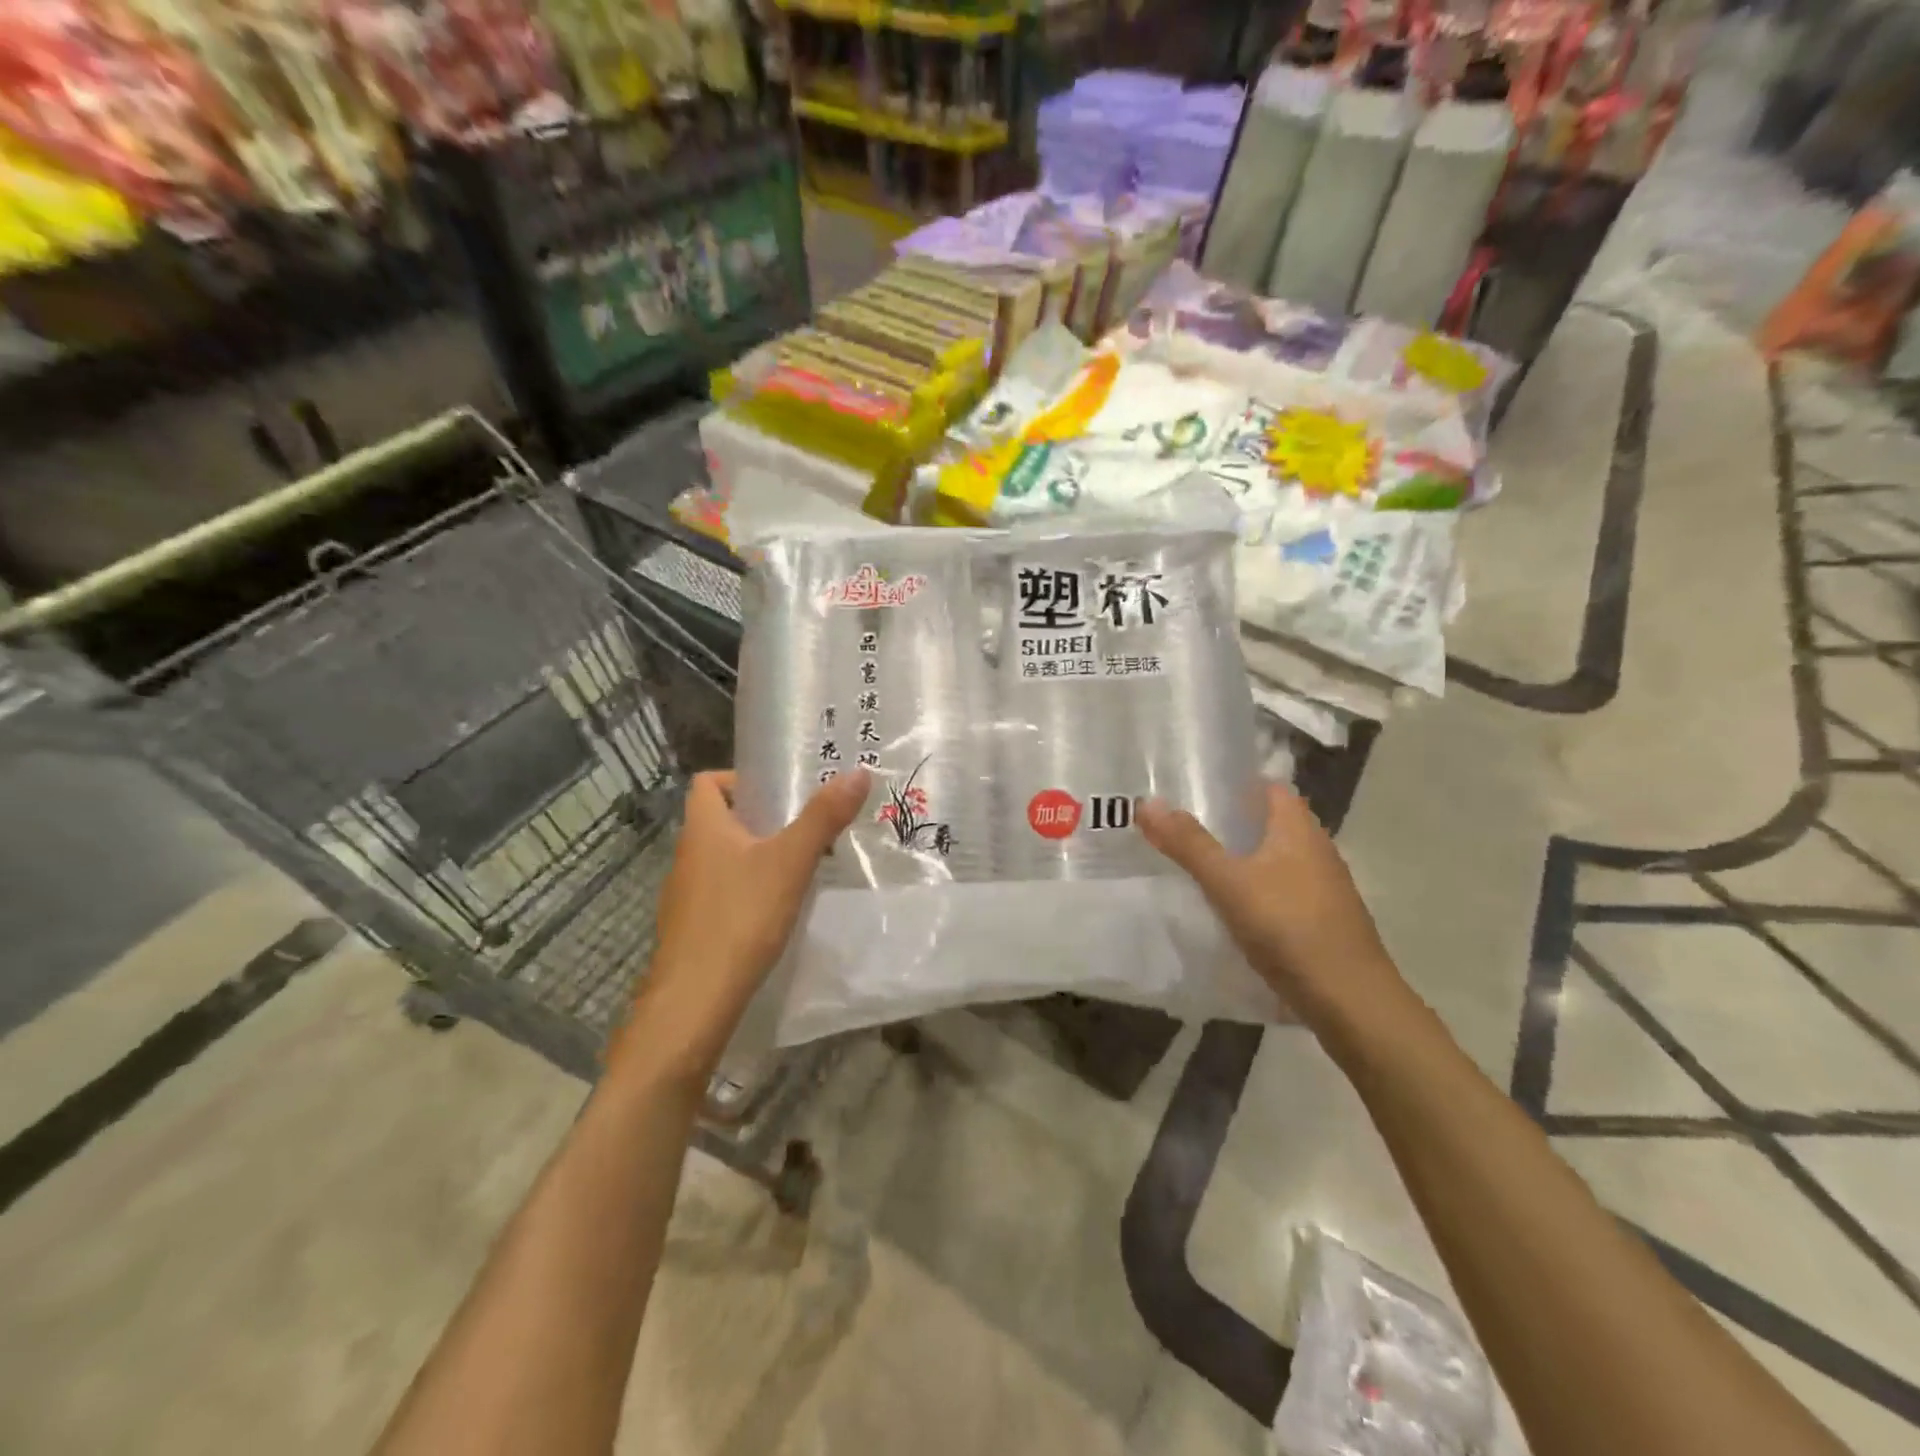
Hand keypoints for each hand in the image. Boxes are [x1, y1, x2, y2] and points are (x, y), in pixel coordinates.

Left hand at [610, 769, 868, 1083]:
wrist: (694, 1002)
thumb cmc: (740, 918)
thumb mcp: (790, 863)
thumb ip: (823, 818)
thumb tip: (858, 772)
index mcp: (703, 828)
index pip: (707, 782)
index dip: (741, 779)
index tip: (781, 794)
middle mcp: (688, 855)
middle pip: (721, 820)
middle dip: (763, 820)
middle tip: (807, 829)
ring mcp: (685, 895)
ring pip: (724, 859)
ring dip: (758, 857)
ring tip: (801, 869)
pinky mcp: (692, 928)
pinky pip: (723, 893)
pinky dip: (749, 891)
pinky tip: (778, 911)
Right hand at [1137, 782, 1407, 1032]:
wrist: (1351, 1002)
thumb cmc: (1290, 928)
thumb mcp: (1229, 883)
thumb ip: (1188, 844)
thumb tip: (1147, 802)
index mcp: (1299, 830)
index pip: (1271, 788)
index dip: (1237, 783)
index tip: (1196, 787)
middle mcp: (1317, 851)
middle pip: (1273, 823)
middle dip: (1234, 821)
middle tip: (1185, 824)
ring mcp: (1325, 889)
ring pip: (1278, 859)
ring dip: (1245, 858)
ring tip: (1200, 864)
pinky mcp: (1324, 922)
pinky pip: (1283, 892)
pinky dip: (1257, 890)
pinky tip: (1232, 909)